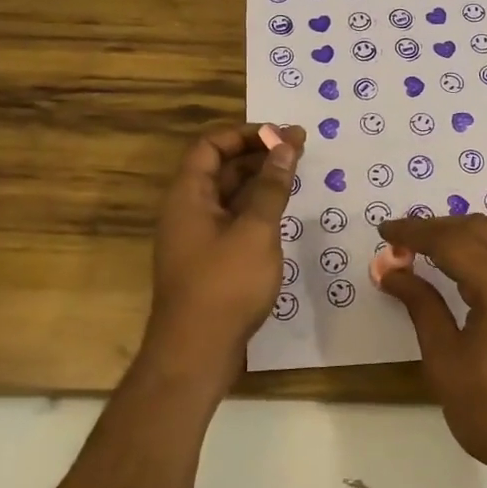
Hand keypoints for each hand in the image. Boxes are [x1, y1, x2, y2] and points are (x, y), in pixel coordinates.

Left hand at [142, 123, 304, 397]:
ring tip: (296, 176)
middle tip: (299, 149)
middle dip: (258, 155)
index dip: (245, 134)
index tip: (281, 135)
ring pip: (228, 196)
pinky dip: (255, 209)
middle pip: (220, 168)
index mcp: (188, 195)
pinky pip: (232, 220)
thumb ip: (271, 186)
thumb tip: (286, 145)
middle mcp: (187, 210)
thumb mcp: (255, 230)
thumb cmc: (225, 285)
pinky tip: (282, 213)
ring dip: (259, 182)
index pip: (211, 145)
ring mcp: (196, 237)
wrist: (195, 353)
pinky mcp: (208, 260)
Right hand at [375, 208, 486, 487]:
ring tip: (456, 252)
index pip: (451, 239)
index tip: (385, 231)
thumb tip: (392, 272)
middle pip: (481, 226)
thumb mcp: (447, 364)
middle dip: (440, 229)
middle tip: (406, 243)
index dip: (414, 231)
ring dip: (484, 226)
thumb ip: (421, 308)